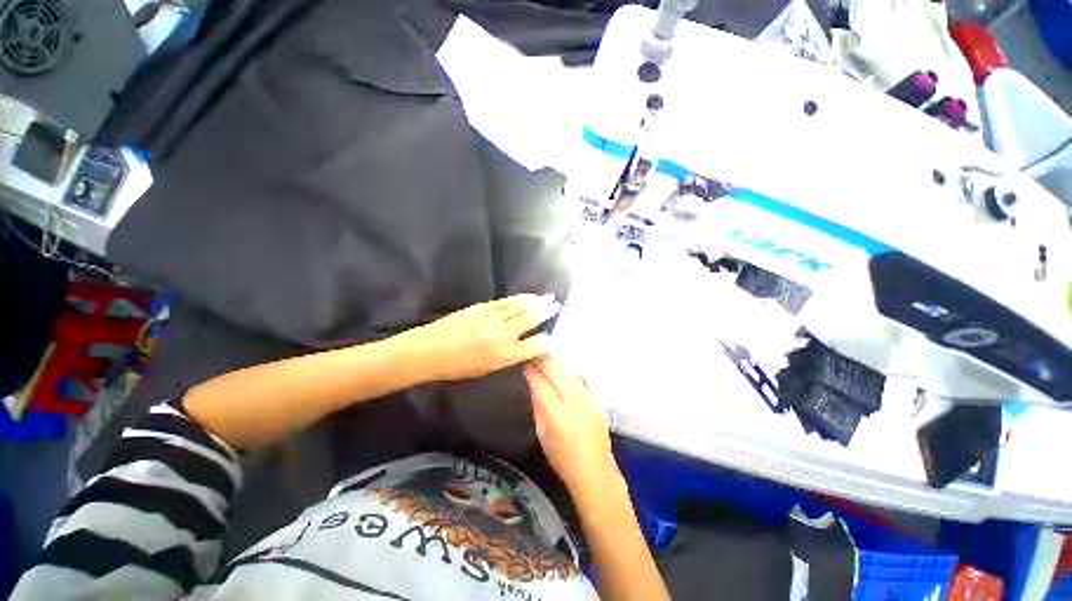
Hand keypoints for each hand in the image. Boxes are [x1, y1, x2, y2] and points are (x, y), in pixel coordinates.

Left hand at [406, 294, 559, 380]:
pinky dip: (519, 298)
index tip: (552, 334)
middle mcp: (502, 335)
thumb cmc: (457, 366)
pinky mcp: (483, 307)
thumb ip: (509, 356)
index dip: (545, 340)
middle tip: (557, 304)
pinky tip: (526, 296)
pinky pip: (506, 301)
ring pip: (520, 307)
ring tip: (547, 297)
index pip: (534, 346)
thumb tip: (525, 345)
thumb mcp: (487, 369)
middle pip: (530, 319)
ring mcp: (493, 318)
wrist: (428, 350)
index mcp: (504, 355)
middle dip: (545, 311)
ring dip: (535, 301)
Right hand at [523, 356, 618, 495]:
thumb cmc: (562, 459)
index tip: (524, 359)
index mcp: (558, 416)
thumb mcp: (542, 433)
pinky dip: (567, 369)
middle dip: (542, 359)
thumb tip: (533, 383)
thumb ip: (538, 405)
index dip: (531, 370)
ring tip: (543, 354)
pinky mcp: (597, 398)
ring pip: (568, 371)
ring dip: (554, 361)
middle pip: (556, 372)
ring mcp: (589, 399)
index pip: (541, 383)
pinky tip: (560, 366)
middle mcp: (575, 403)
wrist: (595, 472)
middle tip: (532, 351)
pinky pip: (579, 377)